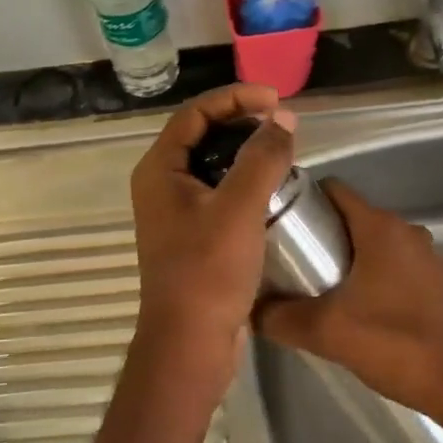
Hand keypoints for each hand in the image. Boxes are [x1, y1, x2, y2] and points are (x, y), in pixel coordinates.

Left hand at [129, 84, 297, 376]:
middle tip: (282, 124)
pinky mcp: (193, 236)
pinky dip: (244, 183)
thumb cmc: (208, 271)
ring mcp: (176, 213)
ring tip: (283, 152)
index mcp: (159, 170)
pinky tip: (273, 190)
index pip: (194, 113)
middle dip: (241, 123)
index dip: (234, 98)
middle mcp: (161, 185)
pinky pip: (218, 194)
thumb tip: (283, 118)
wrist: (190, 344)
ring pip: (212, 166)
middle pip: (201, 136)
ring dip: (245, 153)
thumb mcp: (239, 208)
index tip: (275, 99)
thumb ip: (262, 158)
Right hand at [254, 180, 442, 418]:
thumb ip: (280, 317)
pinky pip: (395, 267)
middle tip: (290, 263)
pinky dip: (373, 277)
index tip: (278, 223)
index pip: (334, 191)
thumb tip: (249, 309)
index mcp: (381, 228)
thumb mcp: (325, 331)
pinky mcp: (440, 284)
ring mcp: (429, 257)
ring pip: (374, 245)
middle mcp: (407, 231)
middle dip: (320, 235)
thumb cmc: (395, 344)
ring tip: (318, 289)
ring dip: (347, 259)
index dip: (302, 201)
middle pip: (351, 218)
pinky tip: (357, 310)